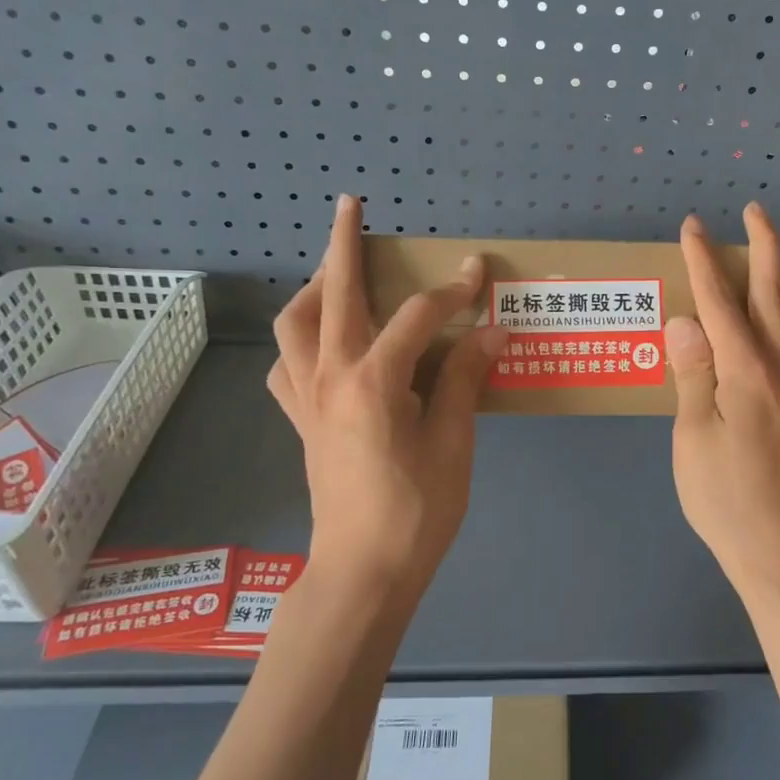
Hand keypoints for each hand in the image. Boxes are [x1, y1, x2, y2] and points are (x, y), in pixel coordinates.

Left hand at [267, 195, 507, 596]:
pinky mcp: (300, 420)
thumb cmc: (416, 510)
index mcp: (373, 381)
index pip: (416, 316)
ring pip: (293, 325)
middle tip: (350, 207)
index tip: (478, 273)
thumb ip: (466, 378)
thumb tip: (492, 329)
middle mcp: (329, 377)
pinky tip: (325, 345)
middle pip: (332, 295)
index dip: (451, 291)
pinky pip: (287, 366)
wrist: (362, 573)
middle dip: (342, 245)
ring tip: (337, 275)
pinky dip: (301, 341)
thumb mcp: (453, 442)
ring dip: (312, 289)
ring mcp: (306, 398)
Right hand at [666, 203, 779, 602]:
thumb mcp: (692, 435)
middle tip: (756, 212)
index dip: (703, 259)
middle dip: (764, 246)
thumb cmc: (725, 497)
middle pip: (776, 292)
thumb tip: (686, 318)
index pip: (719, 299)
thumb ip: (693, 372)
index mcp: (745, 369)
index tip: (692, 226)